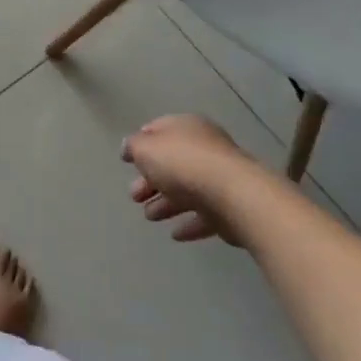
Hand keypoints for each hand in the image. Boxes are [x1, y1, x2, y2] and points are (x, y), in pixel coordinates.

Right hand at [122, 114, 261, 245]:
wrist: (233, 195)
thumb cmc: (183, 163)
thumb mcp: (146, 149)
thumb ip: (133, 147)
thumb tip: (128, 148)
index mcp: (185, 126)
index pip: (159, 129)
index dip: (141, 142)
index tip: (127, 160)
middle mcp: (203, 147)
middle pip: (171, 162)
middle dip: (150, 179)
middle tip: (134, 196)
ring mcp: (219, 177)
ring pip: (187, 189)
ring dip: (166, 202)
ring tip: (150, 216)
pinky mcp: (229, 206)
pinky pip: (204, 213)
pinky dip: (188, 222)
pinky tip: (175, 234)